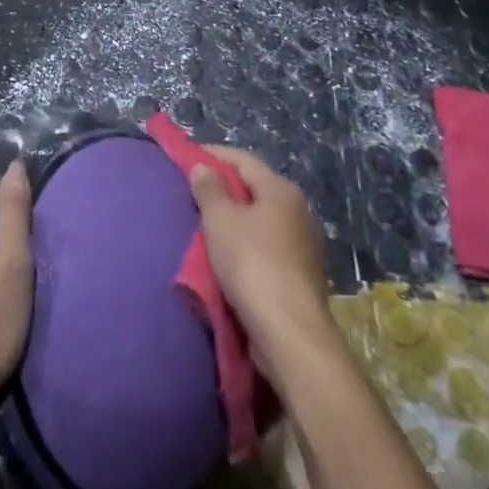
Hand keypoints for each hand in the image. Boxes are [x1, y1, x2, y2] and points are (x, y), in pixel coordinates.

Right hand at [187, 147, 338, 386]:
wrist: (290, 333)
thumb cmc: (252, 264)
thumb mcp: (221, 221)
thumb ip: (209, 190)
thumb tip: (203, 166)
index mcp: (281, 190)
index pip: (243, 160)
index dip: (213, 155)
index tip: (186, 156)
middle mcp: (297, 211)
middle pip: (253, 189)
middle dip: (222, 189)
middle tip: (190, 193)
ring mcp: (302, 245)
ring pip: (259, 221)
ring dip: (233, 220)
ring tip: (203, 226)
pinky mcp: (299, 275)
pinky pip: (265, 247)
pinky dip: (244, 245)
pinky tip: (225, 257)